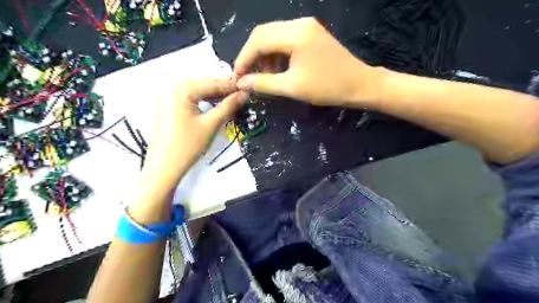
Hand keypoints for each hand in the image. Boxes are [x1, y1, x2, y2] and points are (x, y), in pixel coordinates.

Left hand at [139, 79, 247, 191]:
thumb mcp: (211, 124)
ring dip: (212, 95)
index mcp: (181, 89)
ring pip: (195, 92)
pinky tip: (212, 105)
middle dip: (222, 90)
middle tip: (240, 95)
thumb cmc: (188, 146)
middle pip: (202, 85)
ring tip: (230, 100)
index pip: (212, 83)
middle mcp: (170, 87)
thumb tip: (244, 94)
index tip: (247, 89)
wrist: (164, 168)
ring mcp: (165, 97)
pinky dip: (201, 101)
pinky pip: (187, 99)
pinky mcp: (164, 106)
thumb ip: (229, 106)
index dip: (232, 86)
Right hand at [234, 16, 379, 107]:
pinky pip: (285, 41)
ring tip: (265, 77)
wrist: (359, 85)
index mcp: (295, 34)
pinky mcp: (310, 34)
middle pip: (263, 34)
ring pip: (273, 37)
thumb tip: (241, 83)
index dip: (244, 59)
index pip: (258, 40)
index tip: (237, 78)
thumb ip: (264, 83)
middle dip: (252, 57)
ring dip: (265, 57)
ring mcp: (306, 27)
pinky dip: (276, 55)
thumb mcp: (292, 87)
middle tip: (248, 77)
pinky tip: (277, 70)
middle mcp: (299, 23)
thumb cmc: (328, 88)